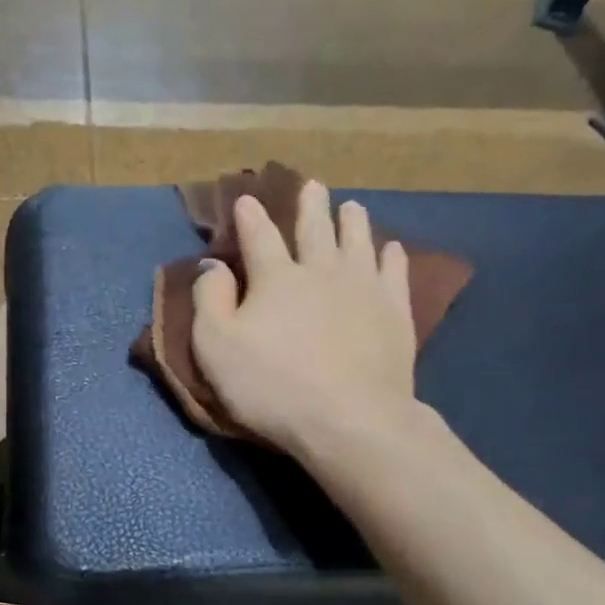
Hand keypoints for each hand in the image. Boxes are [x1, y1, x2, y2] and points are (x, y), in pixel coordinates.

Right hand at [192, 180, 418, 457]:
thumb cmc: (272, 386)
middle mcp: (321, 271)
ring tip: (352, 206)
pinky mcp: (395, 312)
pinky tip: (391, 249)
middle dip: (310, 206)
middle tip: (312, 186)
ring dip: (352, 221)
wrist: (349, 418)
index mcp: (275, 278)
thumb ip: (210, 301)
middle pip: (315, 229)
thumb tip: (213, 267)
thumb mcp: (216, 347)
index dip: (250, 217)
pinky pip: (394, 272)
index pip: (259, 237)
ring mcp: (363, 288)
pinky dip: (391, 256)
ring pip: (358, 242)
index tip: (246, 199)